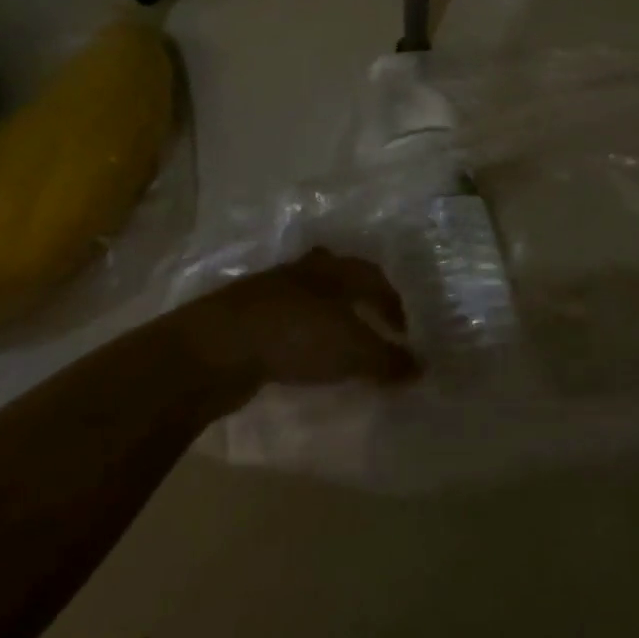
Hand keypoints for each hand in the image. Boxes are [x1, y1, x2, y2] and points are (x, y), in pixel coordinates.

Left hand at [182, 249, 419, 386]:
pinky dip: (300, 333)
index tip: (404, 332)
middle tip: (373, 320)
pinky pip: (285, 320)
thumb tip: (422, 368)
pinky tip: (301, 353)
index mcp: (335, 269)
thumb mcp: (352, 351)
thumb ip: (388, 360)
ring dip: (327, 314)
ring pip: (310, 296)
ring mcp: (271, 290)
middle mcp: (305, 271)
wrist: (215, 348)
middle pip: (340, 276)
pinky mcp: (244, 317)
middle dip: (358, 296)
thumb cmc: (296, 337)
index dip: (393, 304)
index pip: (374, 278)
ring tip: (339, 340)